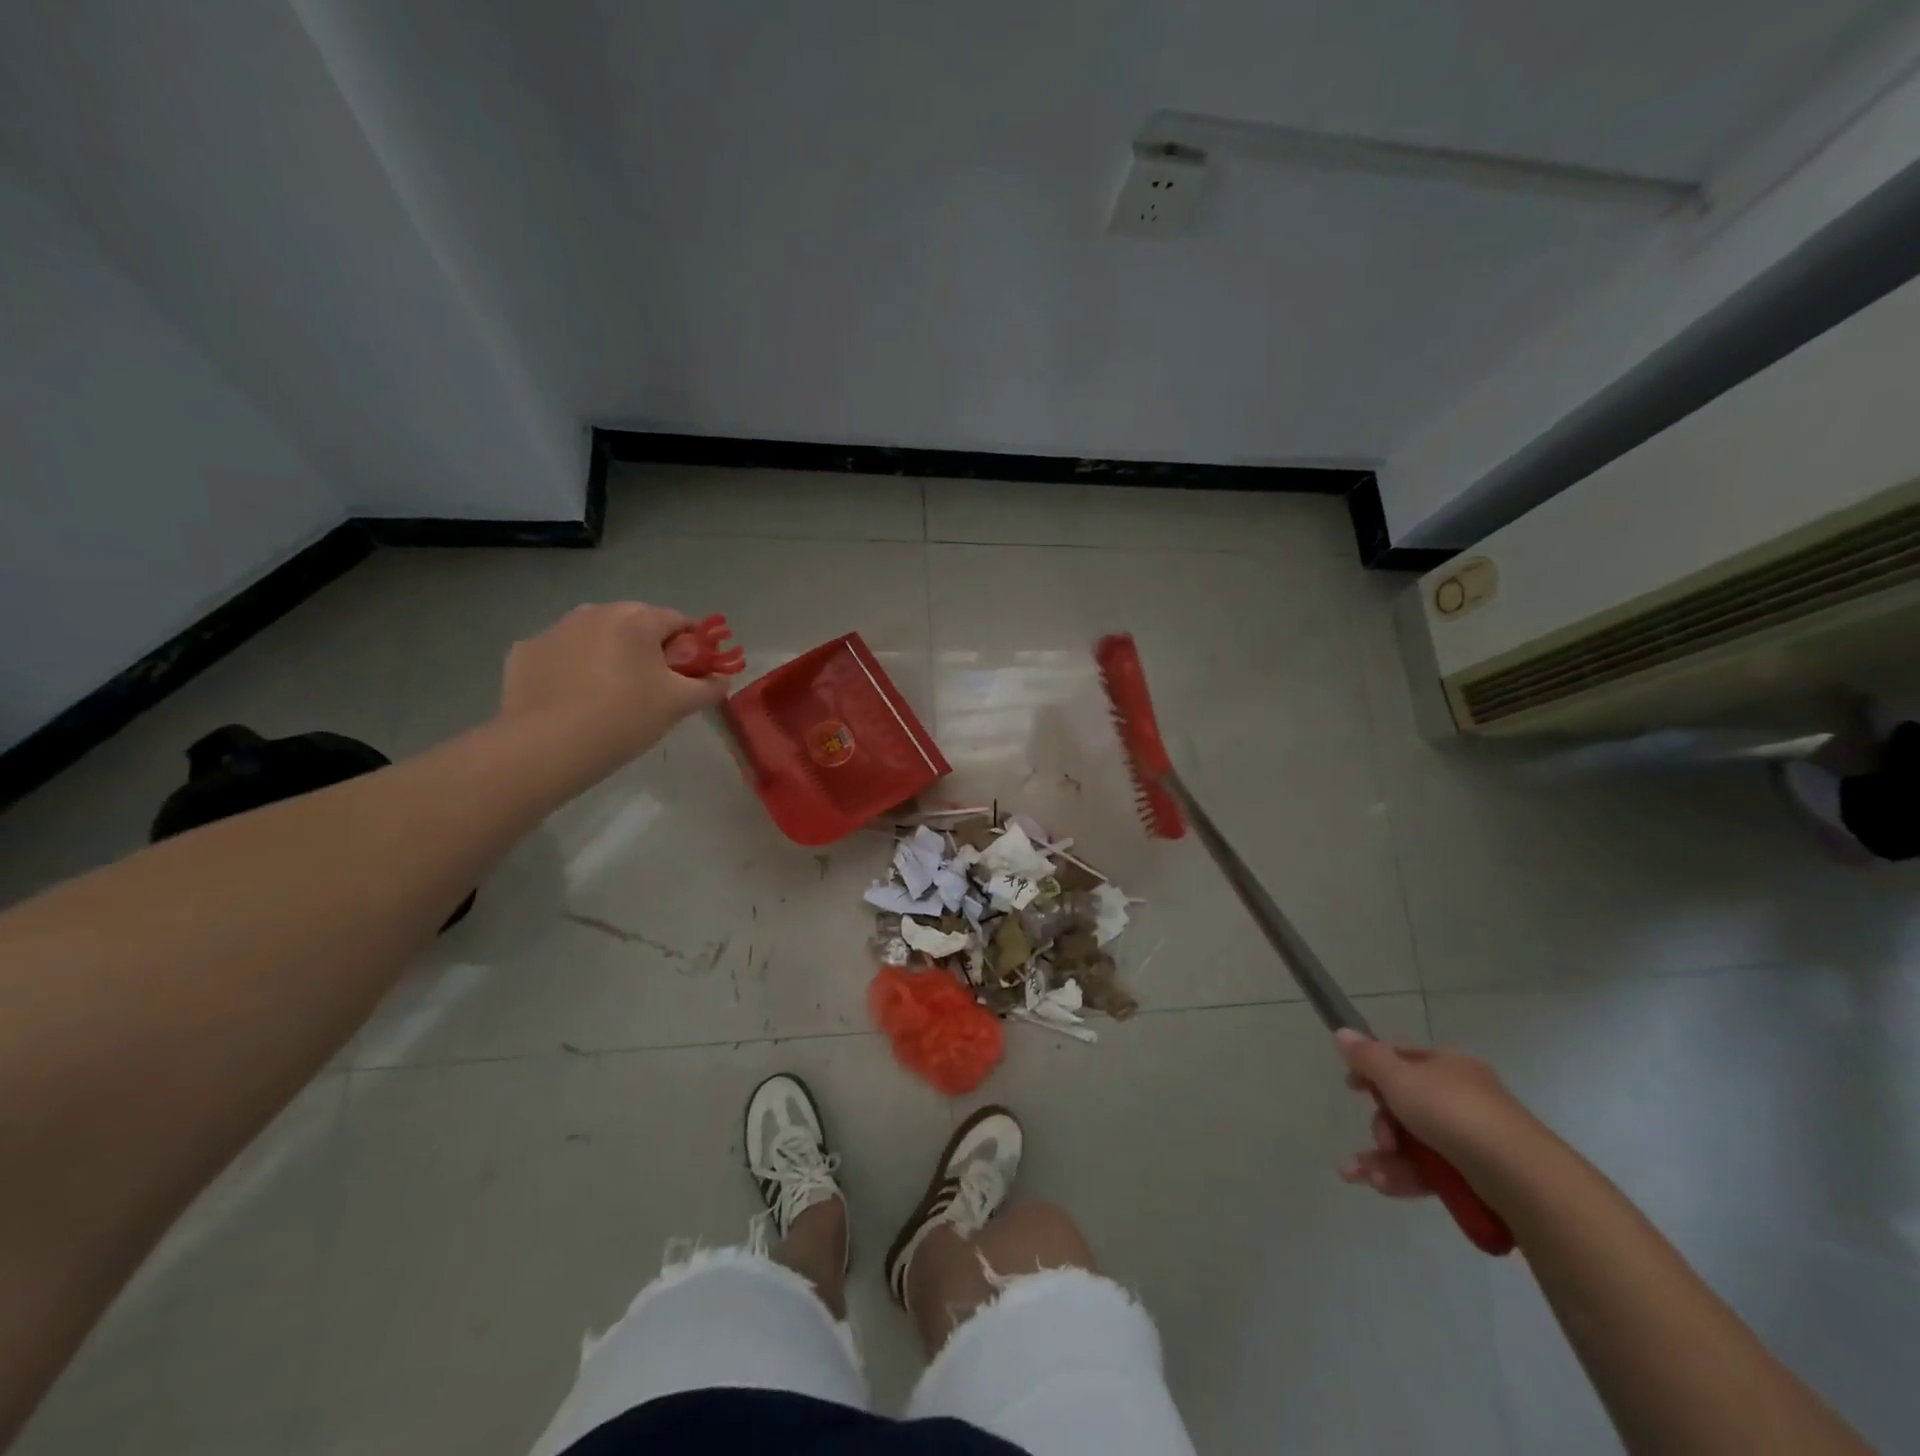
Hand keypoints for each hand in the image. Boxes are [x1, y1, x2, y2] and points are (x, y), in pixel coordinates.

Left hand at [499, 603, 728, 767]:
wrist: (546, 746)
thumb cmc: (625, 717)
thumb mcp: (679, 705)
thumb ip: (709, 687)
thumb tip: (722, 679)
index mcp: (637, 618)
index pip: (679, 622)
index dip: (694, 647)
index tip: (694, 674)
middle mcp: (595, 611)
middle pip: (636, 625)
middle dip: (650, 650)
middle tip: (655, 689)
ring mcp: (555, 629)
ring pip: (597, 637)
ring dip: (610, 656)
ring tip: (612, 696)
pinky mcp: (525, 651)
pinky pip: (562, 655)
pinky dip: (574, 670)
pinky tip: (575, 700)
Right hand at [1335, 1029, 1541, 1199]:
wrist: (1521, 1179)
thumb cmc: (1454, 1113)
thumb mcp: (1400, 1078)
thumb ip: (1367, 1058)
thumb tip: (1342, 1032)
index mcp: (1450, 1067)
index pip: (1404, 1060)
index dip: (1373, 1070)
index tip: (1350, 1086)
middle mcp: (1462, 1099)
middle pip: (1406, 1106)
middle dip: (1380, 1126)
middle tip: (1380, 1140)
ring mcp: (1472, 1140)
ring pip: (1415, 1144)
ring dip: (1384, 1158)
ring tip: (1360, 1175)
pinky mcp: (1477, 1178)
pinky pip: (1431, 1172)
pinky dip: (1404, 1177)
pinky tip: (1381, 1186)